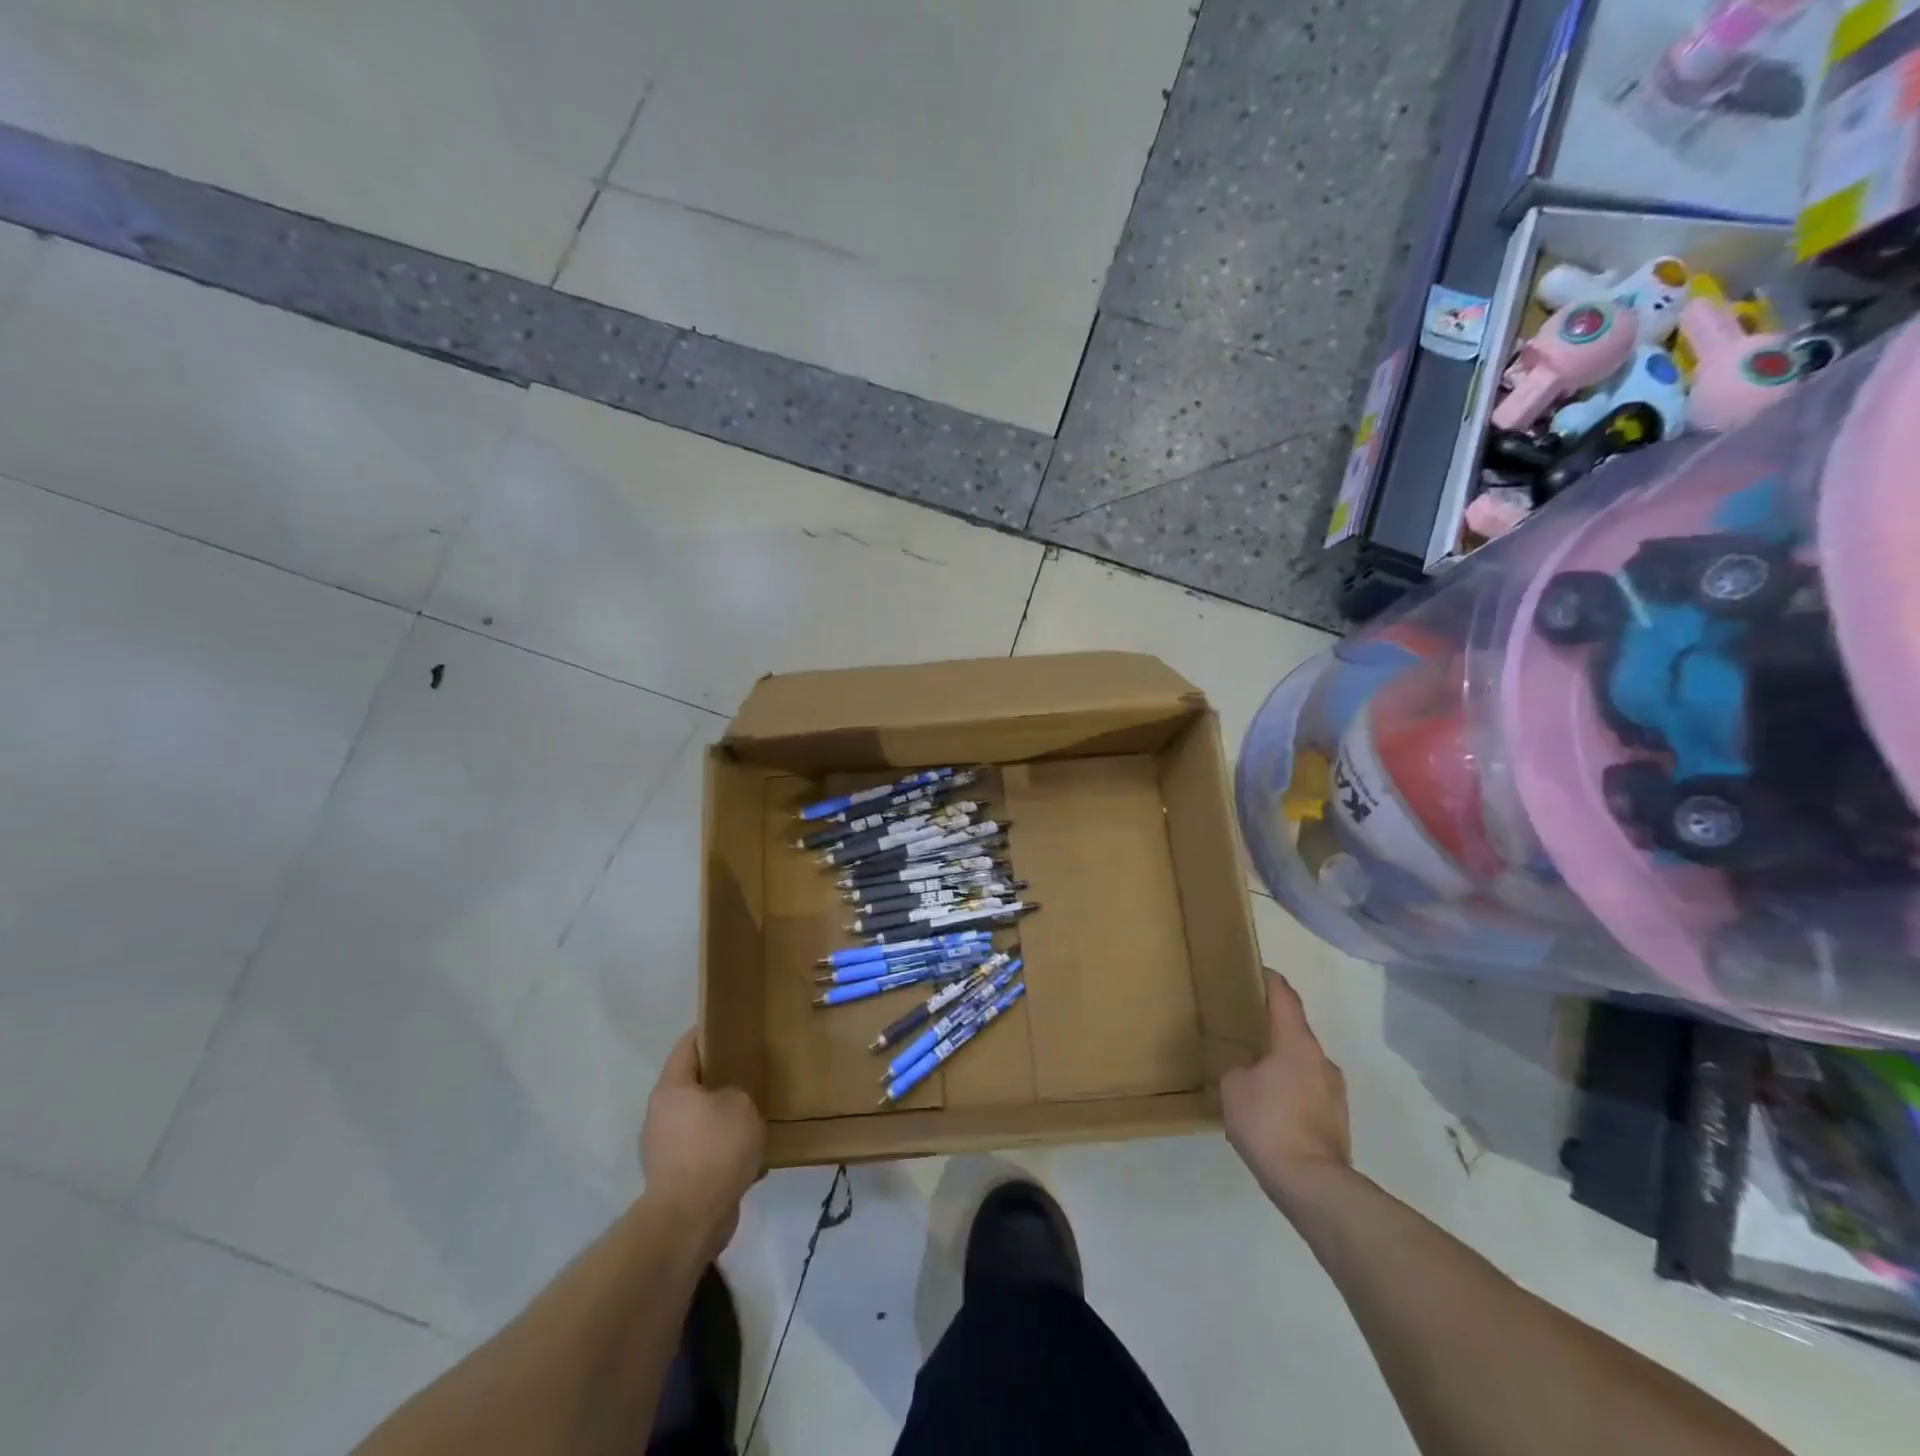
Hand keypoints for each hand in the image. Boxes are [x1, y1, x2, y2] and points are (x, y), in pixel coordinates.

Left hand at [641, 1029, 764, 1257]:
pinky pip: (700, 1152)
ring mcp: (662, 1150)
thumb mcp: (741, 1104)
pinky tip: (746, 1156)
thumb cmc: (714, 1149)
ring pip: (696, 1121)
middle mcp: (659, 1115)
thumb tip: (728, 1102)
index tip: (729, 1027)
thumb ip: (736, 1092)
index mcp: (671, 1089)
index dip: (707, 1033)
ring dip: (719, 1119)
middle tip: (748, 1073)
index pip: (687, 1047)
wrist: (689, 1220)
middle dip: (717, 1079)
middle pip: (690, 1085)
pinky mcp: (672, 1179)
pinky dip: (719, 1150)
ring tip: (752, 1118)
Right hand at [1221, 970, 1351, 1210]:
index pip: (1285, 998)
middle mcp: (1321, 1060)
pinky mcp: (1337, 1120)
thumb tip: (1249, 1072)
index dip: (1271, 981)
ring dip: (1282, 1064)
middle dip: (1273, 1029)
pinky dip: (1290, 1092)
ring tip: (1255, 1076)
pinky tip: (1270, 1109)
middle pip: (1295, 1032)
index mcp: (1296, 1043)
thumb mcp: (1234, 1087)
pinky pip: (1308, 1092)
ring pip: (1303, 1065)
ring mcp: (1334, 1092)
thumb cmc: (1269, 1122)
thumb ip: (1239, 1069)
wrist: (1311, 1184)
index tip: (1258, 971)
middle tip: (1246, 1031)